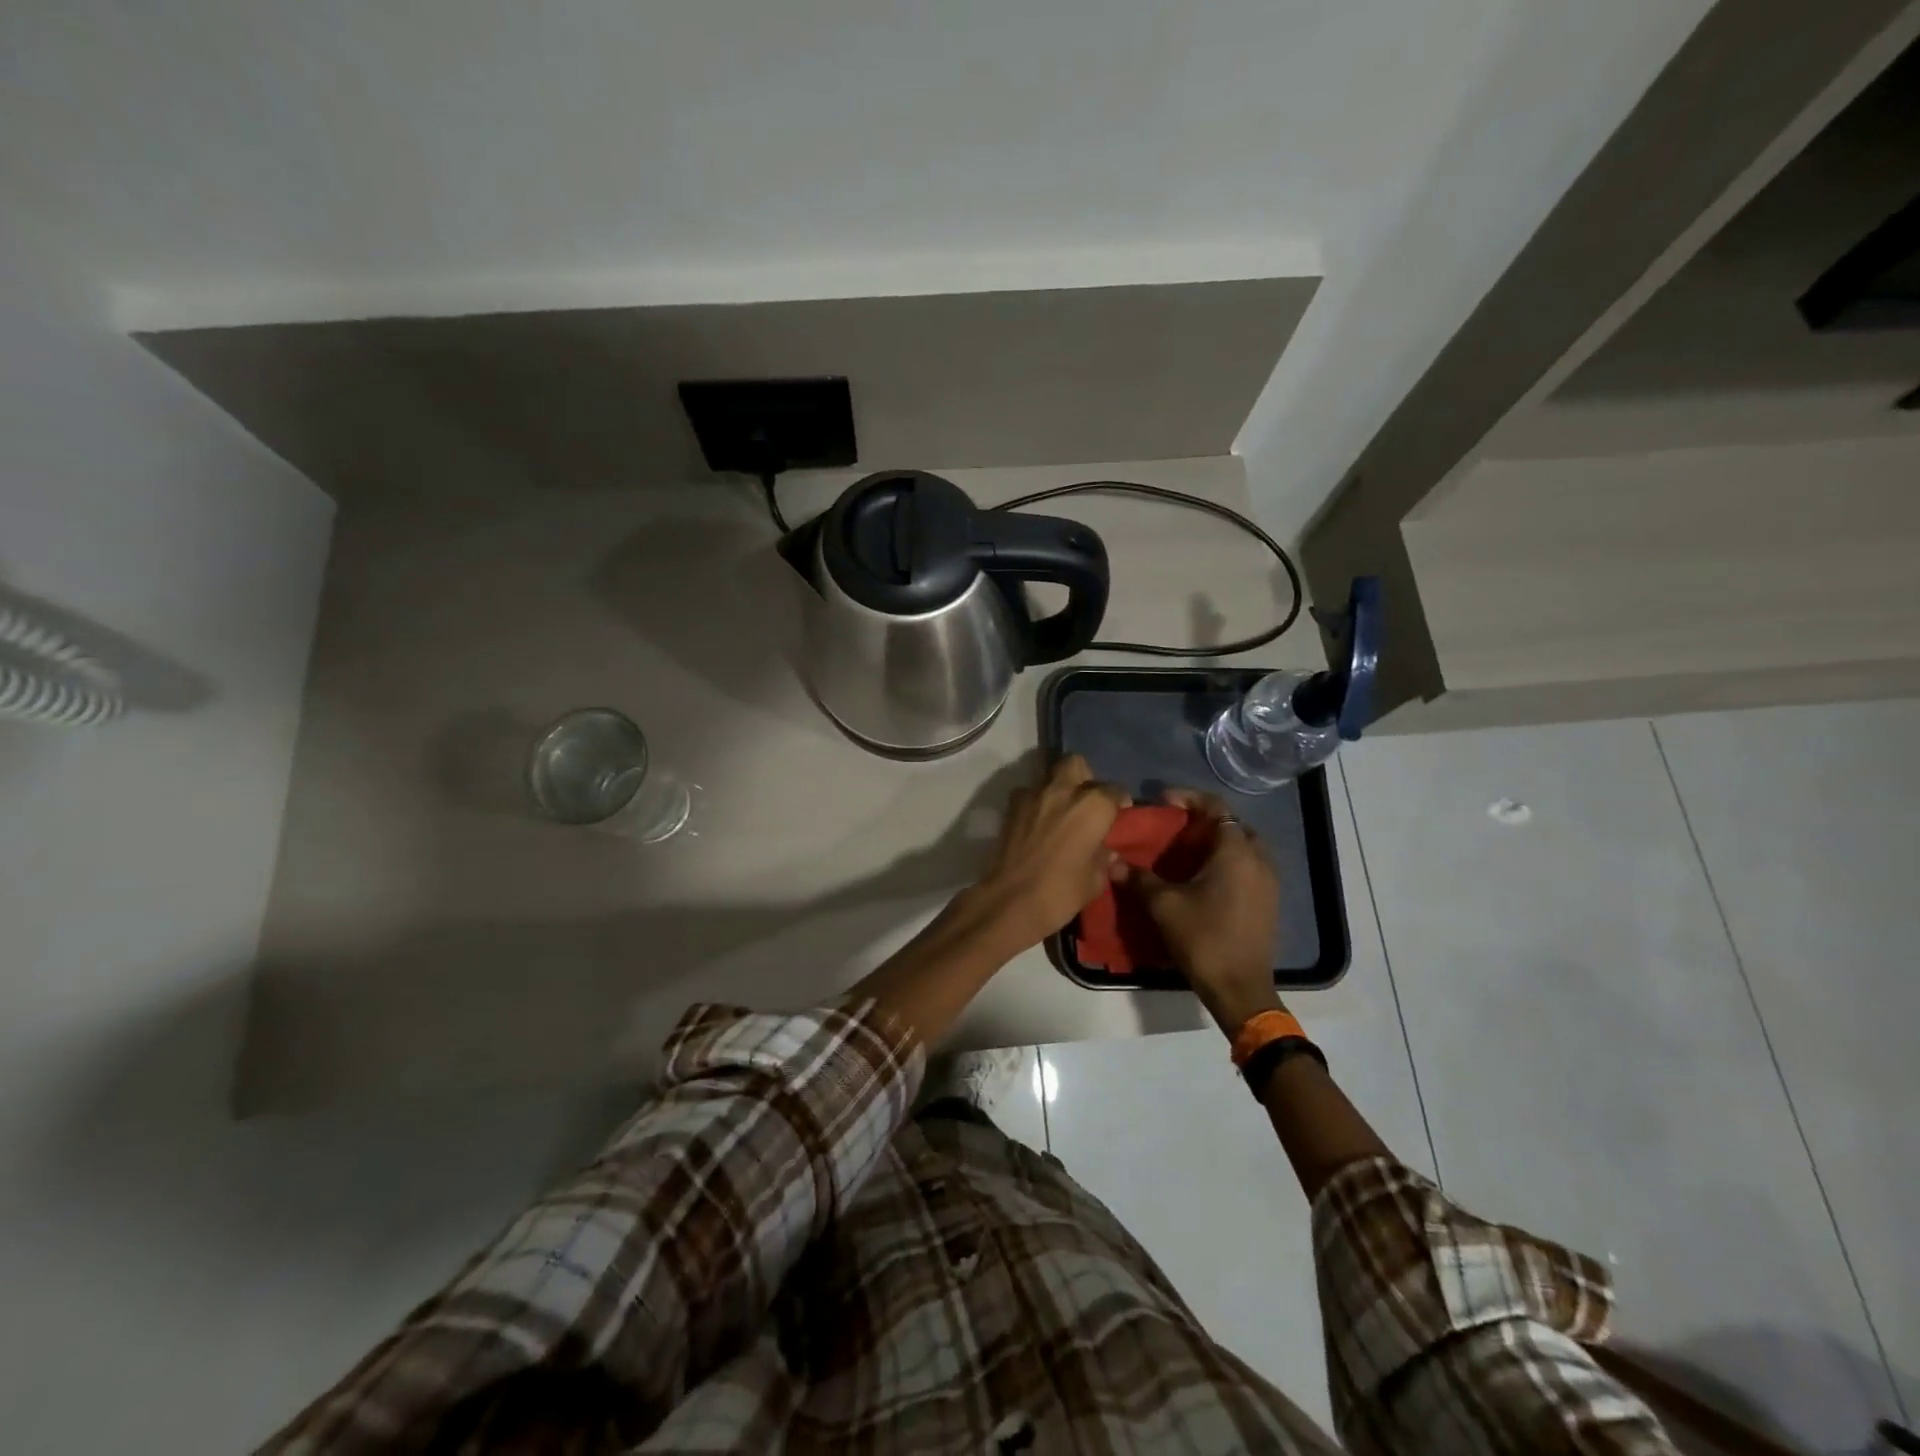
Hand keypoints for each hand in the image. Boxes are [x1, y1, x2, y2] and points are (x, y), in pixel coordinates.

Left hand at [973, 755, 1127, 949]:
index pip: (1115, 790)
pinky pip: (1028, 794)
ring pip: (1049, 776)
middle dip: (1084, 778)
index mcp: (1093, 805)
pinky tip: (1037, 823)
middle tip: (1085, 802)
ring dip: (1057, 789)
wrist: (1011, 900)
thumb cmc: (1062, 891)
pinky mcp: (1011, 806)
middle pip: (1076, 764)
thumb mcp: (1095, 880)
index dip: (1118, 803)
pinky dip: (1035, 803)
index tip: (1118, 817)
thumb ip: (1105, 858)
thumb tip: (1108, 852)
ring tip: (1059, 813)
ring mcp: (1033, 794)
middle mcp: (1064, 790)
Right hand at [1122, 789, 1281, 1035]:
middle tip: (1175, 826)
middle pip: (1232, 824)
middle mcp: (1258, 858)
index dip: (1188, 798)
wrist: (1240, 989)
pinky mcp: (1269, 900)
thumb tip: (1112, 861)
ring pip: (1243, 846)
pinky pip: (1248, 866)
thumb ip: (1139, 878)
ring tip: (1186, 851)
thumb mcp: (1163, 906)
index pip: (1216, 807)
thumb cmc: (1203, 938)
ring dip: (1217, 841)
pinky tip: (1203, 877)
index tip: (1163, 801)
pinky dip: (1228, 861)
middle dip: (1204, 819)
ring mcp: (1268, 881)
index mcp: (1235, 851)